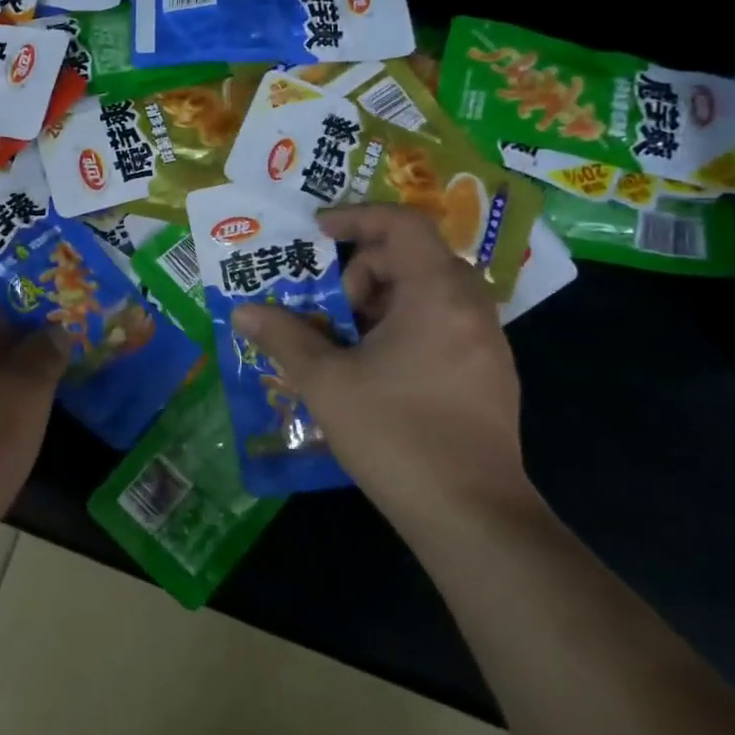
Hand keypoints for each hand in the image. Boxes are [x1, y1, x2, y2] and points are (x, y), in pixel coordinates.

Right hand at [233, 205, 534, 543]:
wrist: (473, 517)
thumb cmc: (396, 435)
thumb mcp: (326, 382)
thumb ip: (283, 336)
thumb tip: (243, 312)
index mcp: (436, 295)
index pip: (402, 224)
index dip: (356, 217)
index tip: (318, 234)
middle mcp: (471, 307)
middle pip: (412, 257)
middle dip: (362, 273)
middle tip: (329, 311)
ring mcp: (486, 343)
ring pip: (428, 293)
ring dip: (381, 303)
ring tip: (346, 344)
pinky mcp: (490, 375)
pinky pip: (443, 324)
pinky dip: (405, 327)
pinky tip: (377, 372)